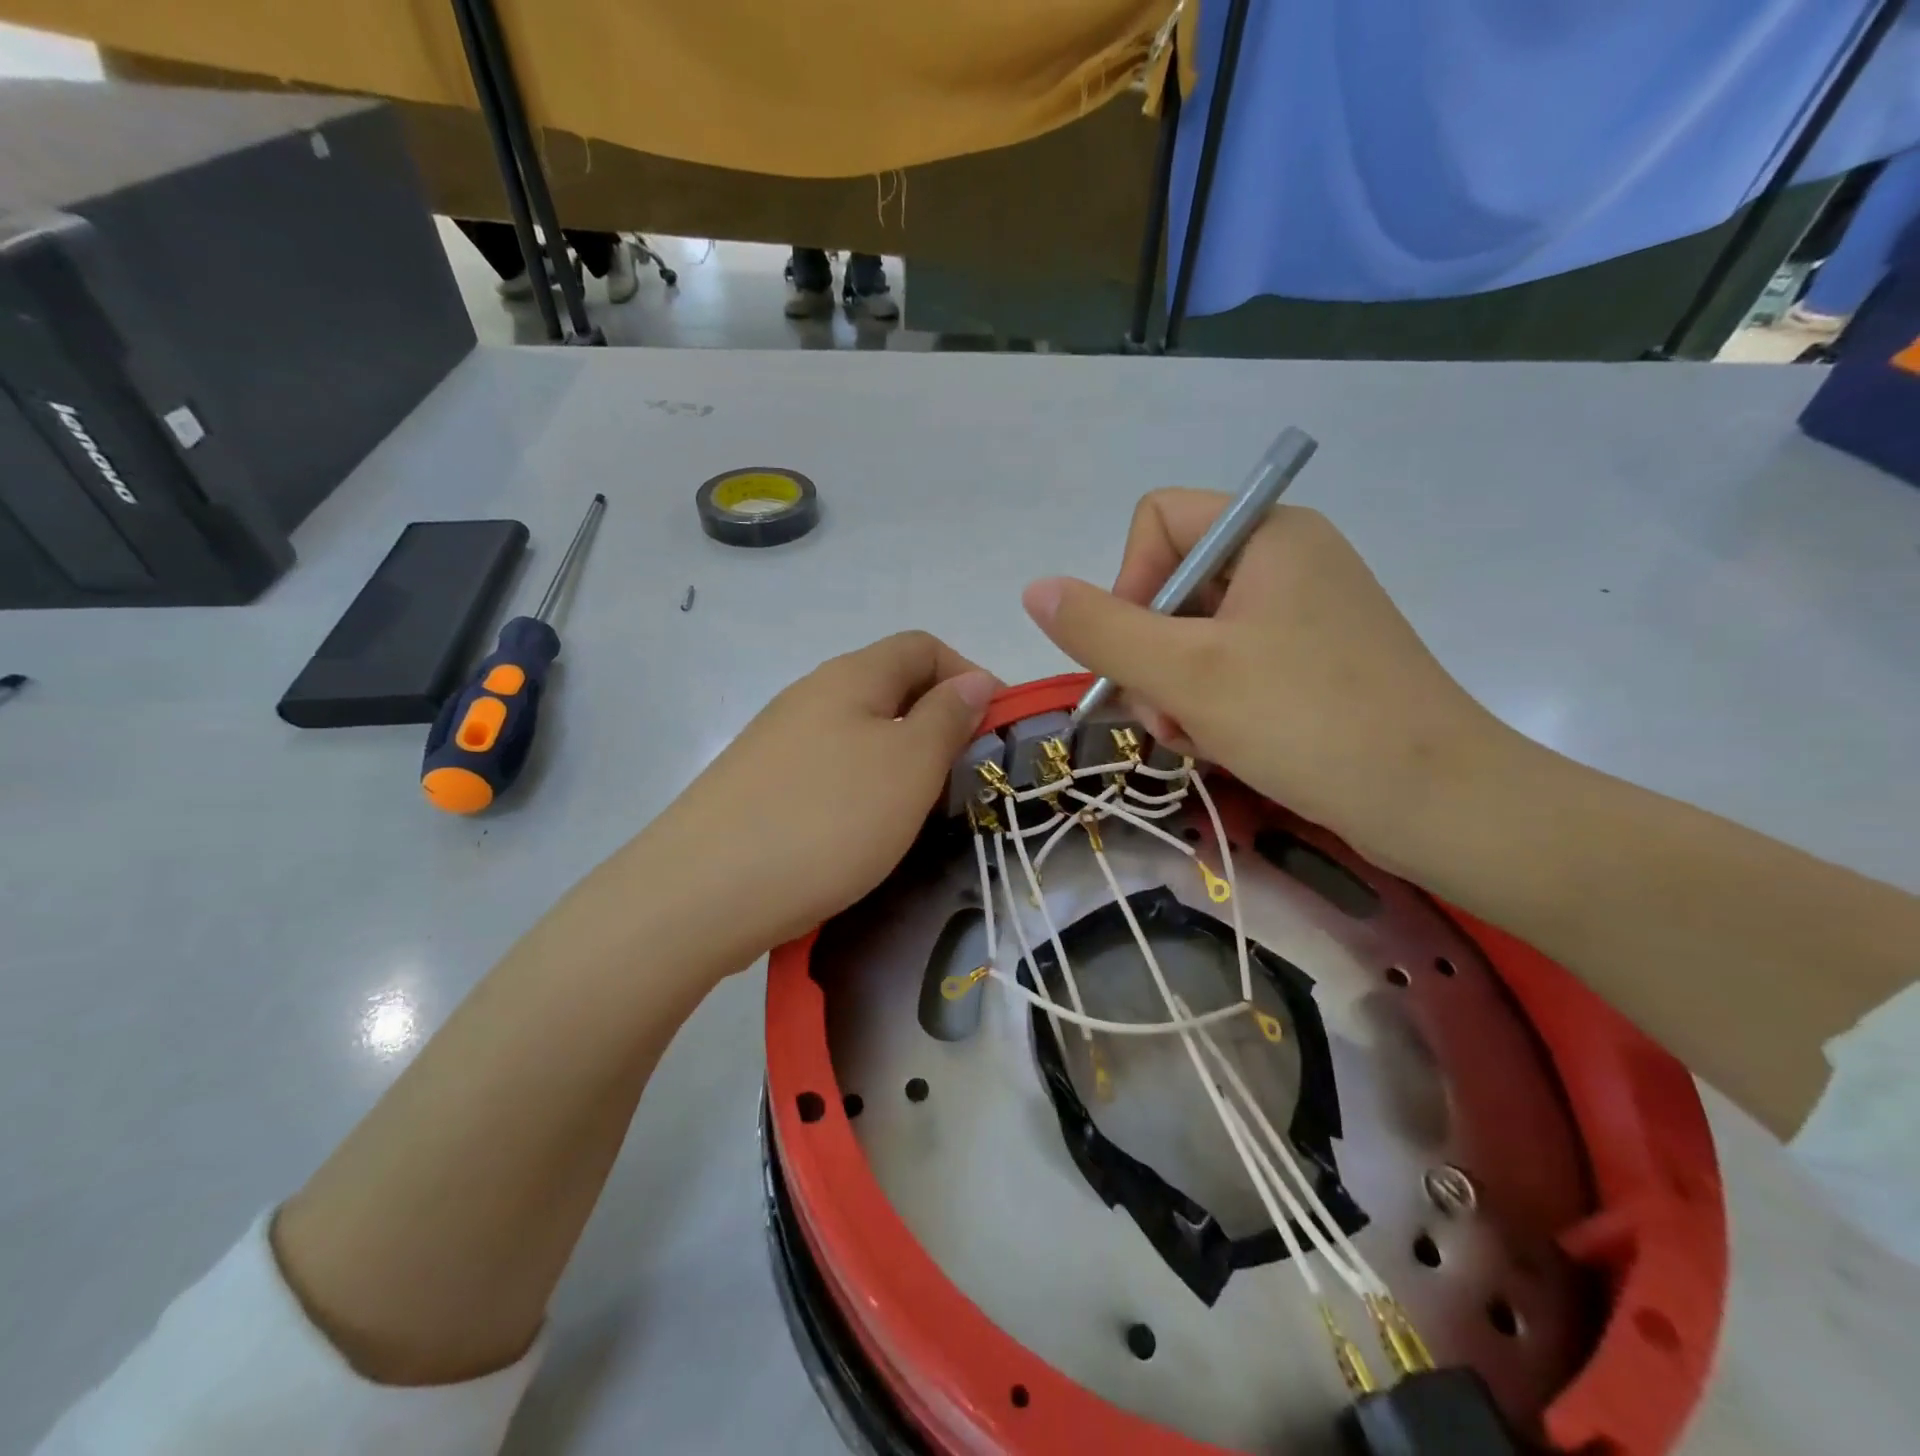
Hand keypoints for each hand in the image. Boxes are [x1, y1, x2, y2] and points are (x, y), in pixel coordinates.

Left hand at [644, 631, 997, 967]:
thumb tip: (973, 682)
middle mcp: (810, 696)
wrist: (700, 894)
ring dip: (901, 761)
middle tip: (965, 775)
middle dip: (938, 722)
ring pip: (860, 734)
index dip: (968, 674)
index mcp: (850, 677)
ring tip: (922, 810)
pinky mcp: (760, 788)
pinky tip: (865, 834)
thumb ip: (946, 718)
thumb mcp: (907, 766)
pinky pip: (829, 772)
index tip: (997, 728)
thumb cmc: (825, 820)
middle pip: (890, 688)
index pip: (922, 646)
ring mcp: (778, 743)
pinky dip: (863, 790)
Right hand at [1022, 492, 1505, 872]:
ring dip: (1174, 691)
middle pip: (1171, 586)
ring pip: (1193, 636)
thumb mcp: (1186, 674)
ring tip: (1195, 739)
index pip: (1158, 521)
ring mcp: (1302, 614)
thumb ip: (1100, 628)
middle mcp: (1286, 560)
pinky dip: (1209, 705)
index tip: (1137, 651)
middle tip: (1165, 714)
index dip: (1128, 582)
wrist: (1437, 804)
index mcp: (1268, 533)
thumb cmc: (1308, 721)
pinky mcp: (1311, 663)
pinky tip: (1219, 746)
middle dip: (1151, 657)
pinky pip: (1229, 667)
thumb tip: (1034, 589)